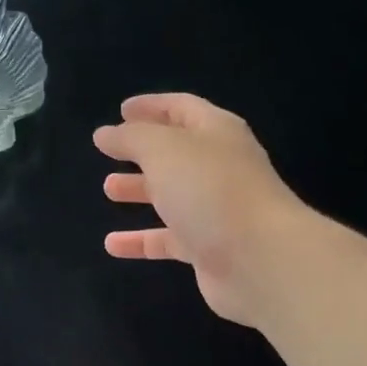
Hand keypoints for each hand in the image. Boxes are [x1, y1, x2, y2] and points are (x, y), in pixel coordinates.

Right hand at [94, 93, 314, 329]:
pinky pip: (168, 239)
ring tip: (109, 190)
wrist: (260, 259)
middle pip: (176, 153)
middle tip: (110, 152)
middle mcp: (219, 167)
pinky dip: (140, 241)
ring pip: (172, 195)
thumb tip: (105, 134)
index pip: (182, 109)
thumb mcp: (163, 150)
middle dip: (142, 151)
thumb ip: (130, 138)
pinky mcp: (209, 248)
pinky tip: (113, 245)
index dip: (152, 106)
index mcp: (216, 133)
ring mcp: (216, 210)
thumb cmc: (211, 189)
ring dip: (140, 190)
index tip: (122, 111)